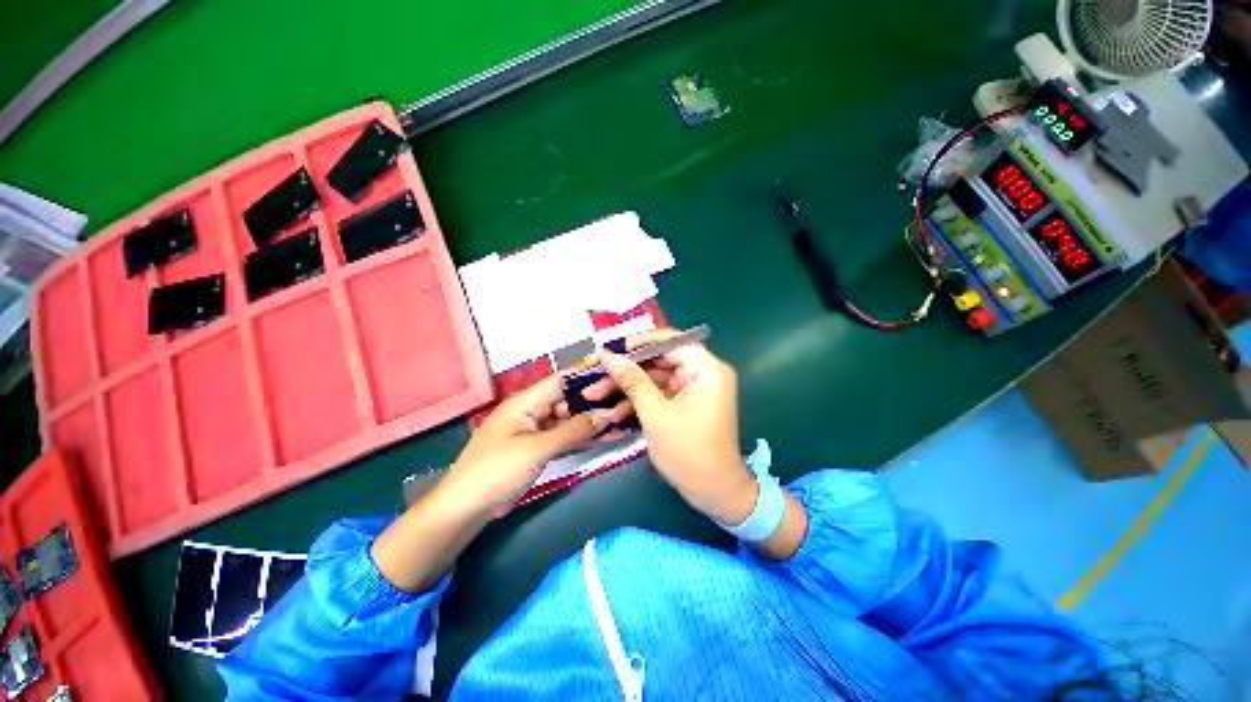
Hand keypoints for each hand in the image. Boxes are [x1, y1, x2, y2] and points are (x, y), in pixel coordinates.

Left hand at [441, 374, 633, 518]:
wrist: (465, 509)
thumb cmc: (496, 471)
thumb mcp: (536, 449)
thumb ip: (573, 431)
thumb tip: (605, 415)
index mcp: (526, 402)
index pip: (562, 380)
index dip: (587, 374)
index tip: (614, 371)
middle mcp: (533, 411)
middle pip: (569, 400)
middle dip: (596, 400)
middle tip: (627, 398)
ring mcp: (536, 431)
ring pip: (570, 420)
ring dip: (594, 421)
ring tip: (624, 417)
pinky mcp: (539, 449)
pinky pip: (566, 438)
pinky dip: (584, 438)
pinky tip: (607, 437)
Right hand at [589, 330, 757, 524]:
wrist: (714, 494)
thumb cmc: (689, 453)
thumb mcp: (656, 415)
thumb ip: (632, 381)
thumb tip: (607, 356)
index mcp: (707, 370)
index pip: (672, 341)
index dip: (640, 342)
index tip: (611, 348)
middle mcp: (704, 374)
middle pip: (660, 360)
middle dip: (627, 369)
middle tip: (596, 372)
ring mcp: (694, 390)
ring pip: (655, 378)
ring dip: (627, 387)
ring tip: (595, 393)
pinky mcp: (685, 404)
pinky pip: (658, 394)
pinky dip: (638, 401)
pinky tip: (613, 410)